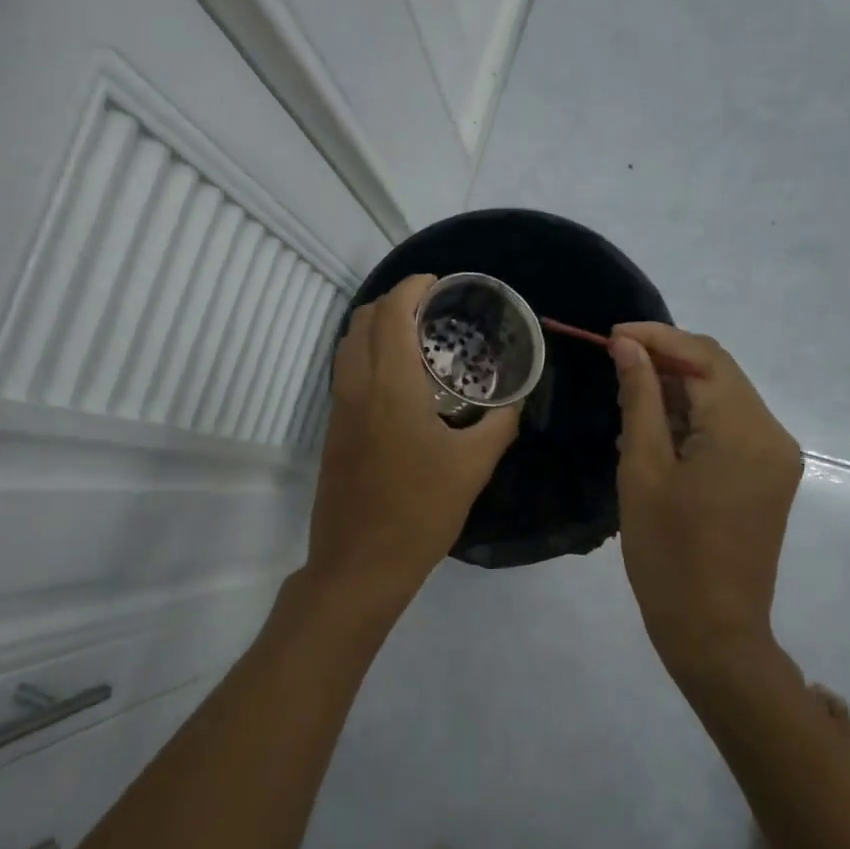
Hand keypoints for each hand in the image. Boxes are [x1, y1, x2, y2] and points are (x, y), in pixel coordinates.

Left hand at [305, 275, 519, 608]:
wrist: (360, 564)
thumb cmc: (421, 512)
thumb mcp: (473, 466)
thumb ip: (499, 424)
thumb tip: (516, 399)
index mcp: (390, 386)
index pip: (390, 313)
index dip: (412, 287)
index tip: (439, 284)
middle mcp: (357, 387)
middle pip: (362, 319)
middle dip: (393, 301)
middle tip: (431, 310)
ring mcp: (338, 408)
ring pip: (348, 345)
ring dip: (376, 327)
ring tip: (416, 338)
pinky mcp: (333, 430)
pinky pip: (346, 371)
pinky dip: (367, 354)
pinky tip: (400, 379)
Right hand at [609, 323, 802, 670]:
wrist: (713, 632)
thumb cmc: (668, 553)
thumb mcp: (642, 468)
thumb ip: (640, 398)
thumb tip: (628, 346)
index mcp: (745, 431)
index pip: (705, 356)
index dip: (658, 337)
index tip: (612, 335)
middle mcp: (772, 434)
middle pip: (719, 372)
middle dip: (666, 360)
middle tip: (614, 365)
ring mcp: (775, 456)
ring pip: (723, 397)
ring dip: (678, 390)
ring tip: (627, 400)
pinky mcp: (768, 475)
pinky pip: (729, 426)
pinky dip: (693, 418)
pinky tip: (655, 429)